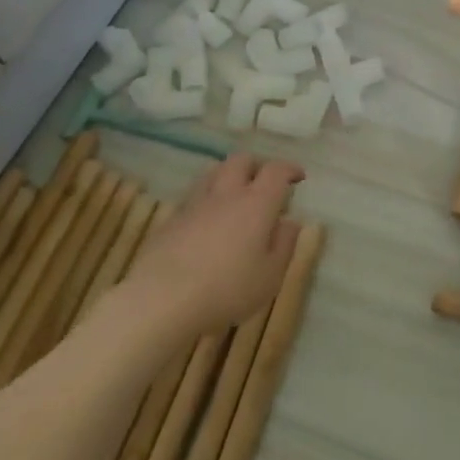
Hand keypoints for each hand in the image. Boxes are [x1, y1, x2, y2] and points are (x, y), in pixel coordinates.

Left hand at [122, 154, 304, 334]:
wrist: (161, 299)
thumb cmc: (227, 289)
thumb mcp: (270, 276)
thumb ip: (284, 245)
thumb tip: (289, 222)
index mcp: (257, 203)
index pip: (276, 171)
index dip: (289, 169)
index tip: (298, 177)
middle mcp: (226, 194)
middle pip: (241, 160)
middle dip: (257, 165)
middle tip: (265, 182)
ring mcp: (195, 205)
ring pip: (213, 172)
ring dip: (228, 176)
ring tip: (236, 195)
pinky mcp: (171, 220)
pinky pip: (194, 197)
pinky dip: (207, 200)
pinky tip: (208, 222)